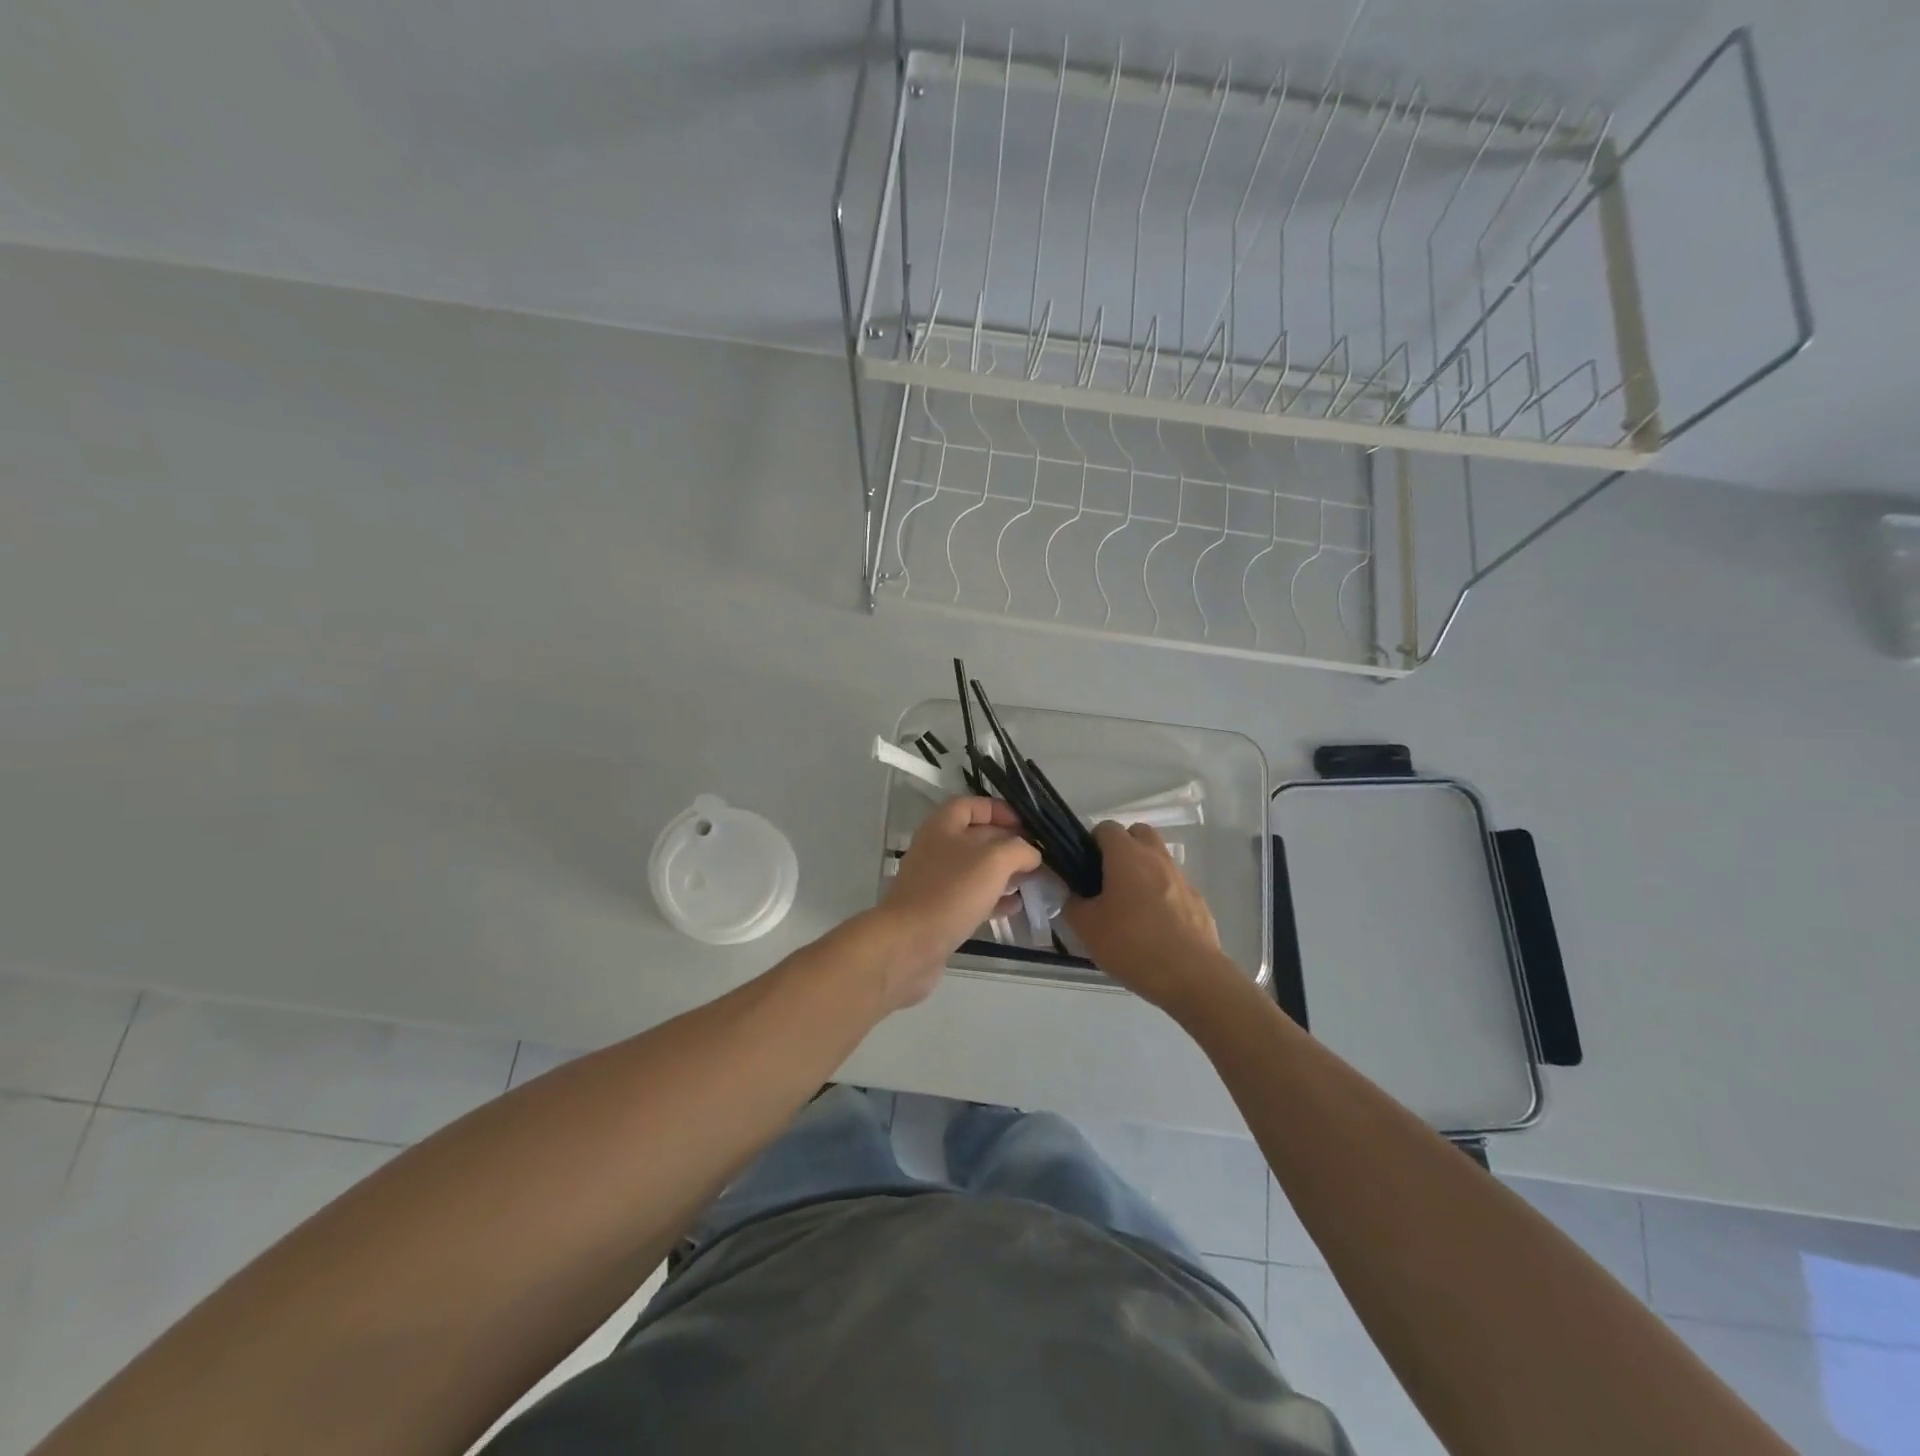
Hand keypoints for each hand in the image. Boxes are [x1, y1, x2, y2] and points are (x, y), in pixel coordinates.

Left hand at [873, 797, 1042, 1008]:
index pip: (972, 805)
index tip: (1027, 825)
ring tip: (1032, 881)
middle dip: (1008, 844)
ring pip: (975, 869)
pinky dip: (993, 899)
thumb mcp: (993, 861)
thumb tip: (1031, 853)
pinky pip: (971, 898)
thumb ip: (1018, 850)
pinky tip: (1015, 907)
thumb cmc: (951, 892)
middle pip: (976, 837)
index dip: (1000, 810)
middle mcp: (936, 849)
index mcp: (943, 826)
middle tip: (1038, 856)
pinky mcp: (939, 911)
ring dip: (1003, 873)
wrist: (909, 943)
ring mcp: (936, 881)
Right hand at [1063, 821, 1231, 1015]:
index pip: (1106, 828)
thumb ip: (1073, 903)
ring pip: (1159, 858)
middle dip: (1123, 846)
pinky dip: (1162, 894)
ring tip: (1130, 904)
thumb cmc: (1132, 944)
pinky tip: (1154, 925)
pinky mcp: (1198, 901)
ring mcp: (1182, 877)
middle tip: (1108, 877)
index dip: (1091, 842)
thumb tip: (1074, 894)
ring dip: (1144, 870)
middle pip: (1139, 833)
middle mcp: (1156, 857)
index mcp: (1127, 855)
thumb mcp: (1087, 928)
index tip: (1083, 866)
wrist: (1191, 976)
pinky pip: (1174, 886)